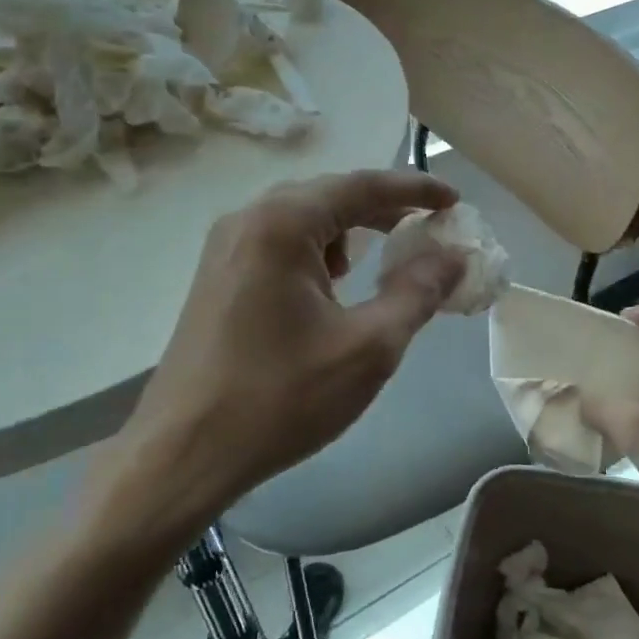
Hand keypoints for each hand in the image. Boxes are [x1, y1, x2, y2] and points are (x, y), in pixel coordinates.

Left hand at [118, 170, 464, 523]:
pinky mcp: (217, 277)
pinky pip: (279, 245)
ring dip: (350, 231)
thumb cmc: (280, 398)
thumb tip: (453, 256)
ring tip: (389, 254)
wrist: (183, 452)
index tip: (455, 201)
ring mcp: (225, 248)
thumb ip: (418, 293)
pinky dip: (318, 252)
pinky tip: (336, 285)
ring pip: (303, 220)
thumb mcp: (368, 347)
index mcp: (282, 224)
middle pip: (329, 196)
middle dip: (383, 208)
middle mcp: (248, 220)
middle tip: (429, 227)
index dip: (415, 189)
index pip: (362, 186)